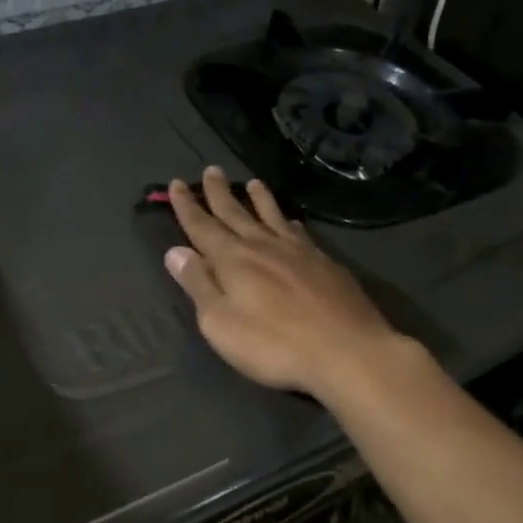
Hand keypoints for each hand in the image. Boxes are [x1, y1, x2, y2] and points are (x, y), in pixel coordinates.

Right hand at [165, 168, 413, 401]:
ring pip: (272, 217)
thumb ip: (198, 285)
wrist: (346, 351)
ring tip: (252, 183)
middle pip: (236, 214)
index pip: (202, 227)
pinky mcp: (325, 264)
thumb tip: (176, 251)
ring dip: (258, 200)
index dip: (188, 206)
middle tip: (211, 170)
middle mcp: (263, 246)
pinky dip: (289, 222)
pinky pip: (299, 233)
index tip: (176, 184)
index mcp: (233, 260)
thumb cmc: (273, 344)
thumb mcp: (220, 322)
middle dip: (220, 193)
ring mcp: (298, 252)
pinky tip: (291, 222)